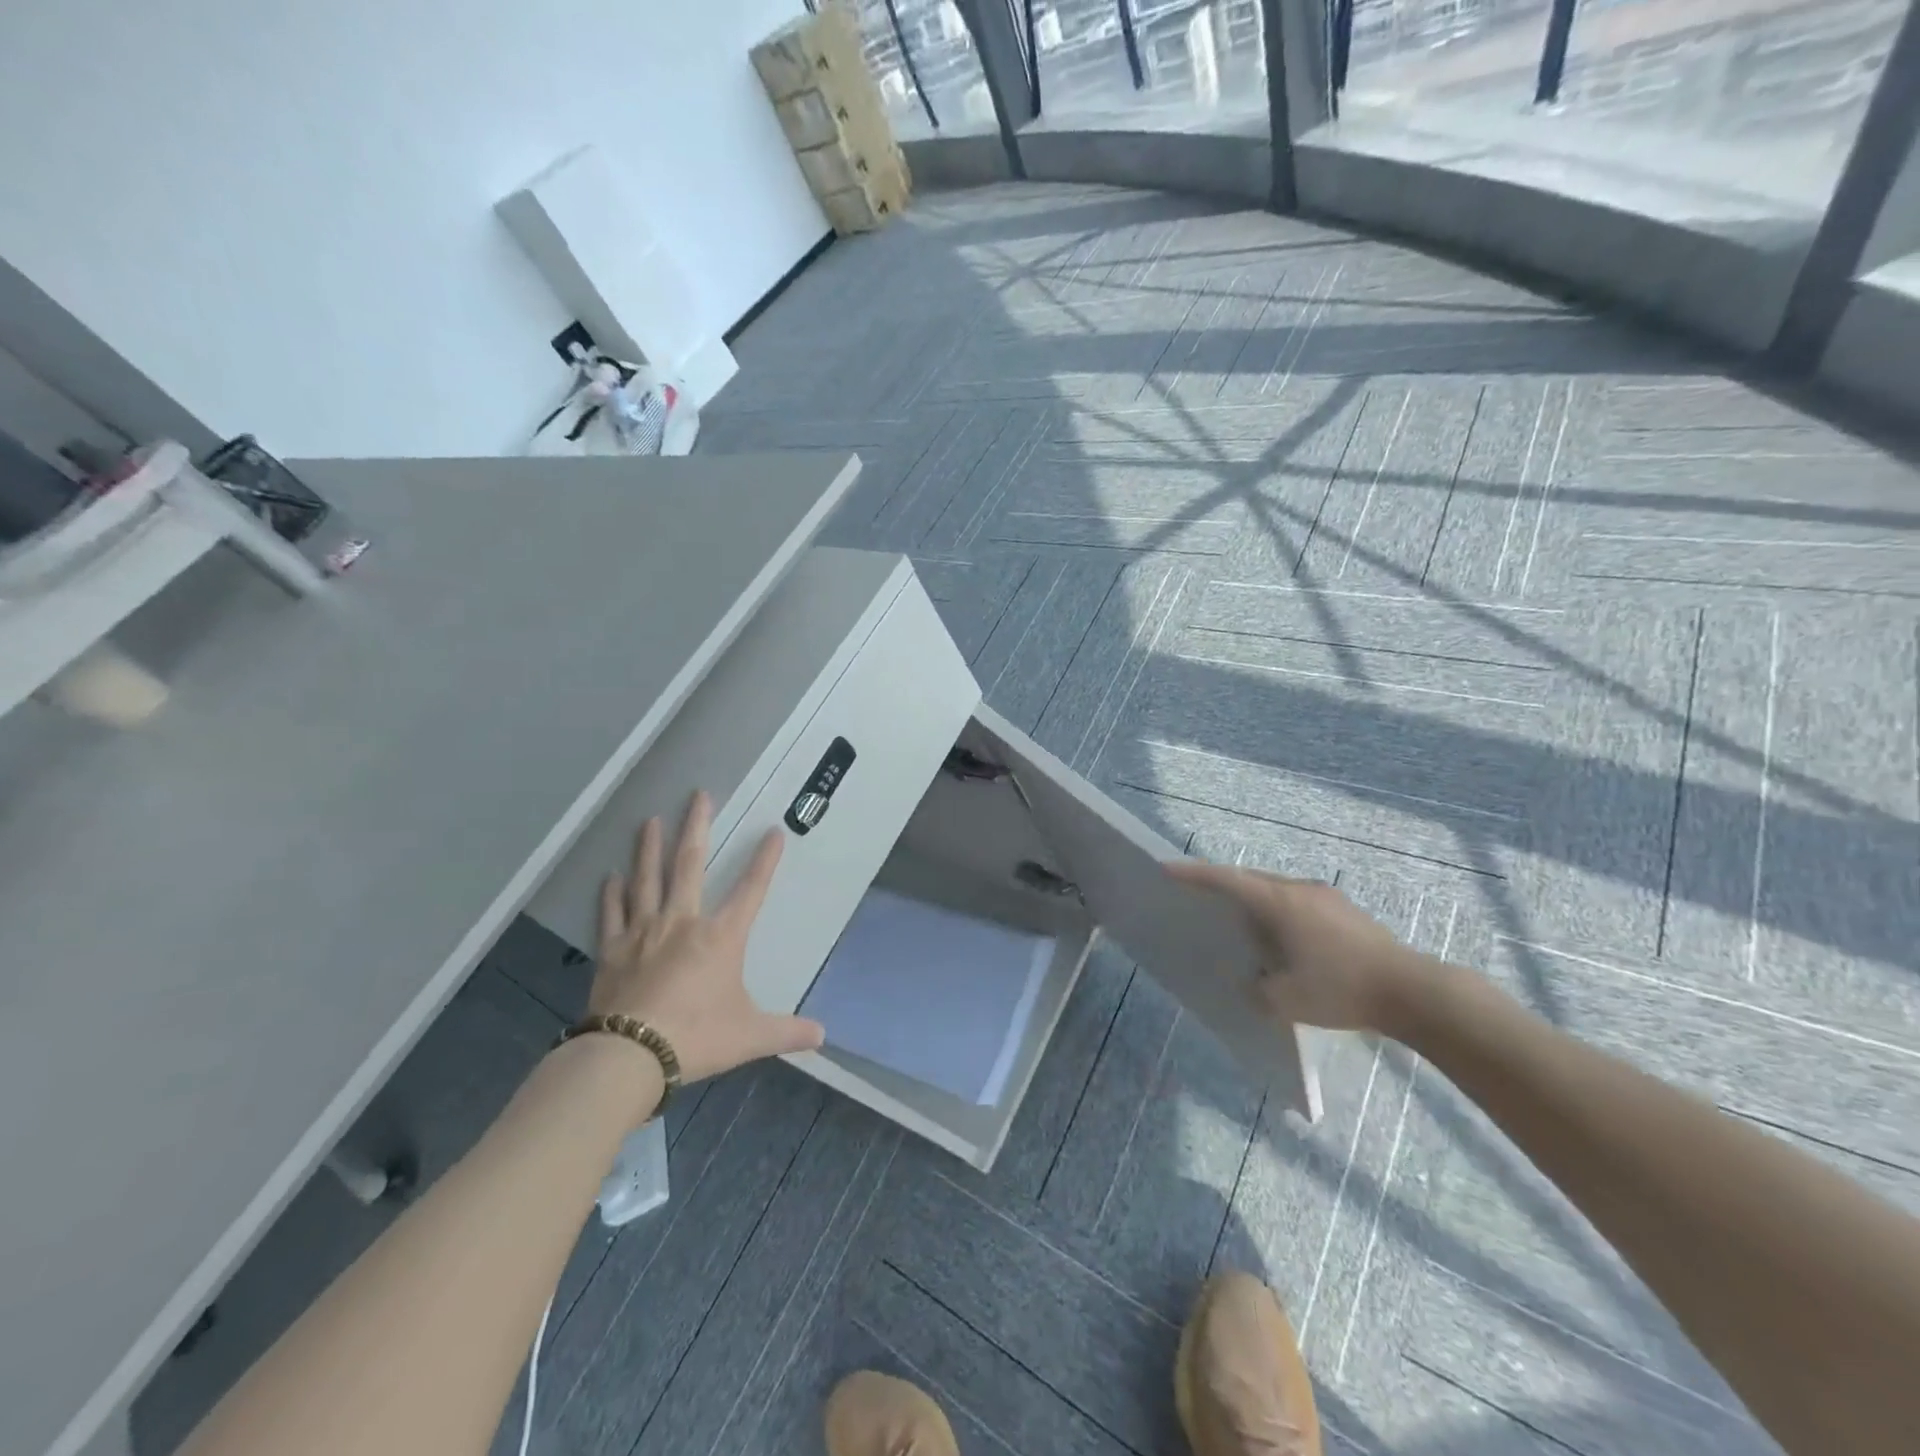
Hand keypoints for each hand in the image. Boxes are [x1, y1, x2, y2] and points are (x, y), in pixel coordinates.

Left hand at [591, 791, 823, 1084]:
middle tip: (698, 796)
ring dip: (649, 848)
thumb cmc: (696, 1037)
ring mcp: (643, 932)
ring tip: (650, 820)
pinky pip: (612, 914)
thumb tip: (822, 1036)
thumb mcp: (750, 1035)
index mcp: (720, 937)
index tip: (773, 832)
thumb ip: (787, 1031)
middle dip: (697, 828)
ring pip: (647, 879)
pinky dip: (611, 894)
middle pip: (689, 865)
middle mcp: (682, 923)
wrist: (629, 1056)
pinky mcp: (613, 950)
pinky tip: (610, 876)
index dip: (764, 860)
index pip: (750, 890)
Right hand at [1167, 863, 1427, 1032]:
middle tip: (1202, 897)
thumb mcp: (1284, 1001)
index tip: (1167, 868)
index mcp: (1277, 902)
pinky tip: (1285, 939)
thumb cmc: (1339, 990)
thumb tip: (1252, 980)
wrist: (1412, 992)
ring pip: (1276, 889)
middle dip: (1223, 885)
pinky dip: (1279, 911)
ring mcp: (1326, 896)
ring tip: (1243, 924)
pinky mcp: (1346, 910)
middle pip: (1250, 879)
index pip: (1225, 880)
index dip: (1193, 874)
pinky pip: (1298, 901)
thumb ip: (1256, 988)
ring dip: (1254, 900)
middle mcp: (1298, 889)